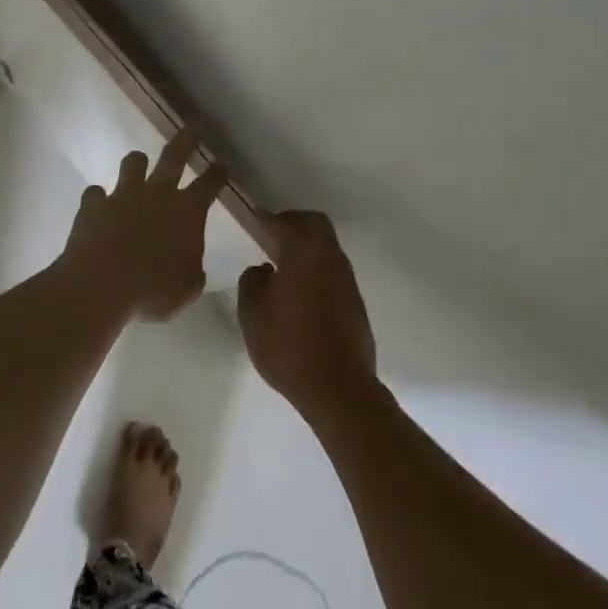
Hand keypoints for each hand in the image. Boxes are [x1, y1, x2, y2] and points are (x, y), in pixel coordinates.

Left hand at [63, 131, 225, 321]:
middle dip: (184, 142)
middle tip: (189, 131)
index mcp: (187, 212)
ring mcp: (123, 195)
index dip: (217, 174)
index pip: (209, 185)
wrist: (102, 284)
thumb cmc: (153, 290)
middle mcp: (157, 194)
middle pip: (173, 156)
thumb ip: (192, 274)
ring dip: (136, 163)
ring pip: (132, 163)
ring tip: (137, 165)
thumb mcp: (186, 290)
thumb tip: (193, 268)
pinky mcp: (94, 204)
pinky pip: (95, 193)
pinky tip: (97, 206)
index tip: (221, 164)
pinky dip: (98, 199)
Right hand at [238, 211, 378, 422]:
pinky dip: (317, 271)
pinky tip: (302, 294)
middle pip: (315, 225)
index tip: (255, 221)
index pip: (284, 222)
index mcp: (304, 251)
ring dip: (308, 248)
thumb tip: (264, 270)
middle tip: (273, 237)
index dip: (267, 219)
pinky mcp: (355, 303)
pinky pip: (333, 272)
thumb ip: (252, 282)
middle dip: (294, 224)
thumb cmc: (289, 345)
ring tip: (285, 268)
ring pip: (327, 248)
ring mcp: (347, 280)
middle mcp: (329, 257)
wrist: (339, 389)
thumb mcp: (252, 313)